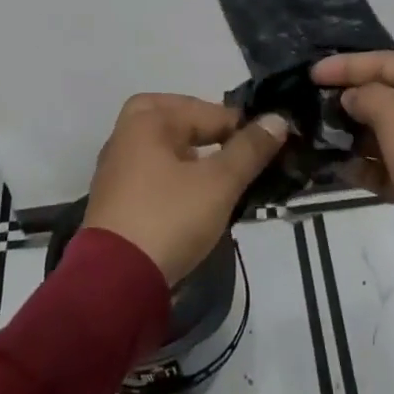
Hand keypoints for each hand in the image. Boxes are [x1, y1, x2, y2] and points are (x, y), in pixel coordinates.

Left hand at [83, 94, 288, 284]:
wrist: (116, 282)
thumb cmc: (169, 217)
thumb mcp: (219, 182)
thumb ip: (249, 149)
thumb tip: (277, 119)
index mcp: (146, 119)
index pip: (207, 110)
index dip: (241, 127)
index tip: (269, 147)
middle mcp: (125, 135)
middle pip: (179, 123)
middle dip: (211, 134)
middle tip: (239, 153)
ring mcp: (116, 170)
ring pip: (165, 151)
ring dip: (194, 159)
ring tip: (225, 180)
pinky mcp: (116, 201)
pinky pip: (154, 176)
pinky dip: (177, 180)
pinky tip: (197, 201)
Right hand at [312, 52, 393, 323]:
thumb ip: (367, 96)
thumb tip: (353, 98)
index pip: (387, 62)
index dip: (347, 65)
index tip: (310, 74)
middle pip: (388, 96)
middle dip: (350, 101)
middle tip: (310, 106)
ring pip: (387, 134)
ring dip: (354, 136)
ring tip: (316, 138)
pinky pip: (392, 168)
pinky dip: (367, 168)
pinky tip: (338, 169)